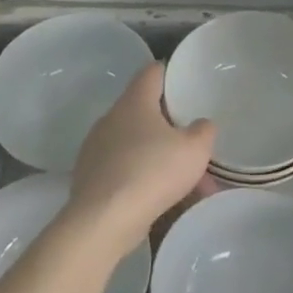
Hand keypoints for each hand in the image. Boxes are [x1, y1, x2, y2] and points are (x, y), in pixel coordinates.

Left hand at [65, 63, 215, 257]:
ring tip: (184, 181)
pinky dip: (141, 177)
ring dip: (158, 156)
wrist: (104, 221)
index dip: (170, 73)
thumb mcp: (195, 149)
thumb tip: (200, 125)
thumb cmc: (153, 172)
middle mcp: (111, 118)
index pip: (152, 72)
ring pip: (134, 144)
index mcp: (134, 102)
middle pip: (143, 110)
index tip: (186, 82)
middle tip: (192, 140)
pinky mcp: (89, 177)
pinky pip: (122, 169)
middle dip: (169, 125)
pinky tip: (160, 198)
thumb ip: (203, 131)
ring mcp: (95, 148)